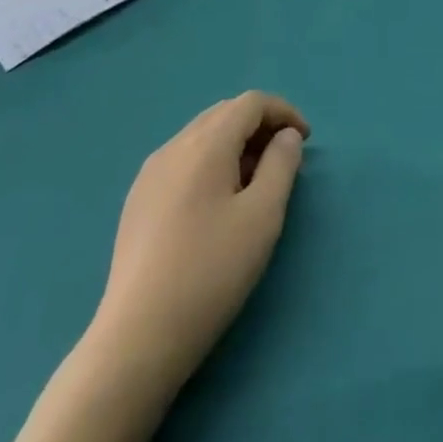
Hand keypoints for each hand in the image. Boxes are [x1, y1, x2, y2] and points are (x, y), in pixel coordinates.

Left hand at [94, 92, 308, 391]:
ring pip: (202, 136)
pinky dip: (211, 162)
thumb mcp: (262, 216)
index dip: (283, 112)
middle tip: (284, 159)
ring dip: (235, 143)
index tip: (305, 141)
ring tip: (255, 182)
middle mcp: (174, 147)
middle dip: (260, 126)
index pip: (250, 103)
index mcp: (205, 144)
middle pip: (224, 114)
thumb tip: (285, 136)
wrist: (137, 338)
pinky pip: (183, 160)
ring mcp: (150, 173)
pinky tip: (217, 202)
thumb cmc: (210, 272)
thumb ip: (281, 164)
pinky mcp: (138, 201)